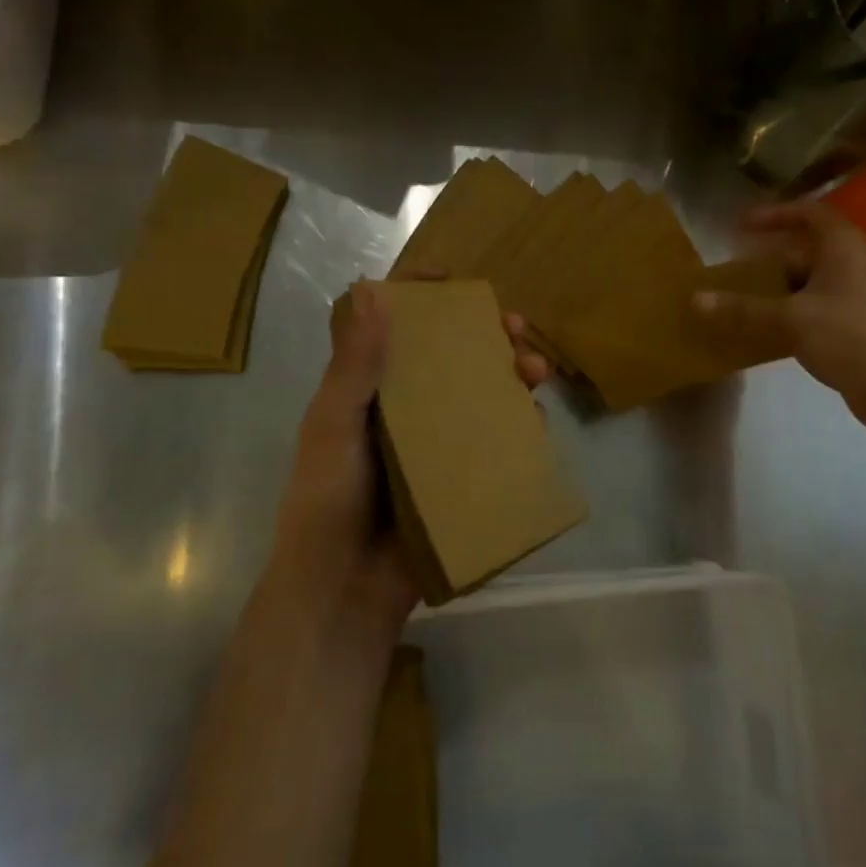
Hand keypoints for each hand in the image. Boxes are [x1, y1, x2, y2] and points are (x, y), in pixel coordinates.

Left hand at [265, 281, 549, 641]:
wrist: (344, 588)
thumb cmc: (328, 499)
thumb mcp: (334, 425)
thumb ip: (354, 365)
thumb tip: (373, 290)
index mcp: (370, 391)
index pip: (396, 329)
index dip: (422, 297)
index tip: (453, 278)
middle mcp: (407, 409)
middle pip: (452, 357)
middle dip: (488, 336)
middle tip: (517, 328)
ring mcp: (437, 444)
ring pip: (482, 394)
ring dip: (513, 375)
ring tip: (537, 372)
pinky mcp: (461, 476)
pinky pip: (497, 441)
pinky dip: (519, 424)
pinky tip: (535, 419)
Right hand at [693, 201, 865, 433]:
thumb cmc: (852, 339)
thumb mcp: (792, 320)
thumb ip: (743, 309)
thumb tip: (696, 300)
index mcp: (843, 247)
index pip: (809, 213)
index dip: (775, 214)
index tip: (742, 225)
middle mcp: (853, 265)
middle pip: (805, 251)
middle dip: (767, 260)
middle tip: (732, 271)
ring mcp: (857, 298)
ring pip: (808, 284)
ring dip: (775, 291)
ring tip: (739, 302)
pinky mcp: (856, 328)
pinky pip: (814, 311)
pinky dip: (788, 316)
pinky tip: (763, 334)